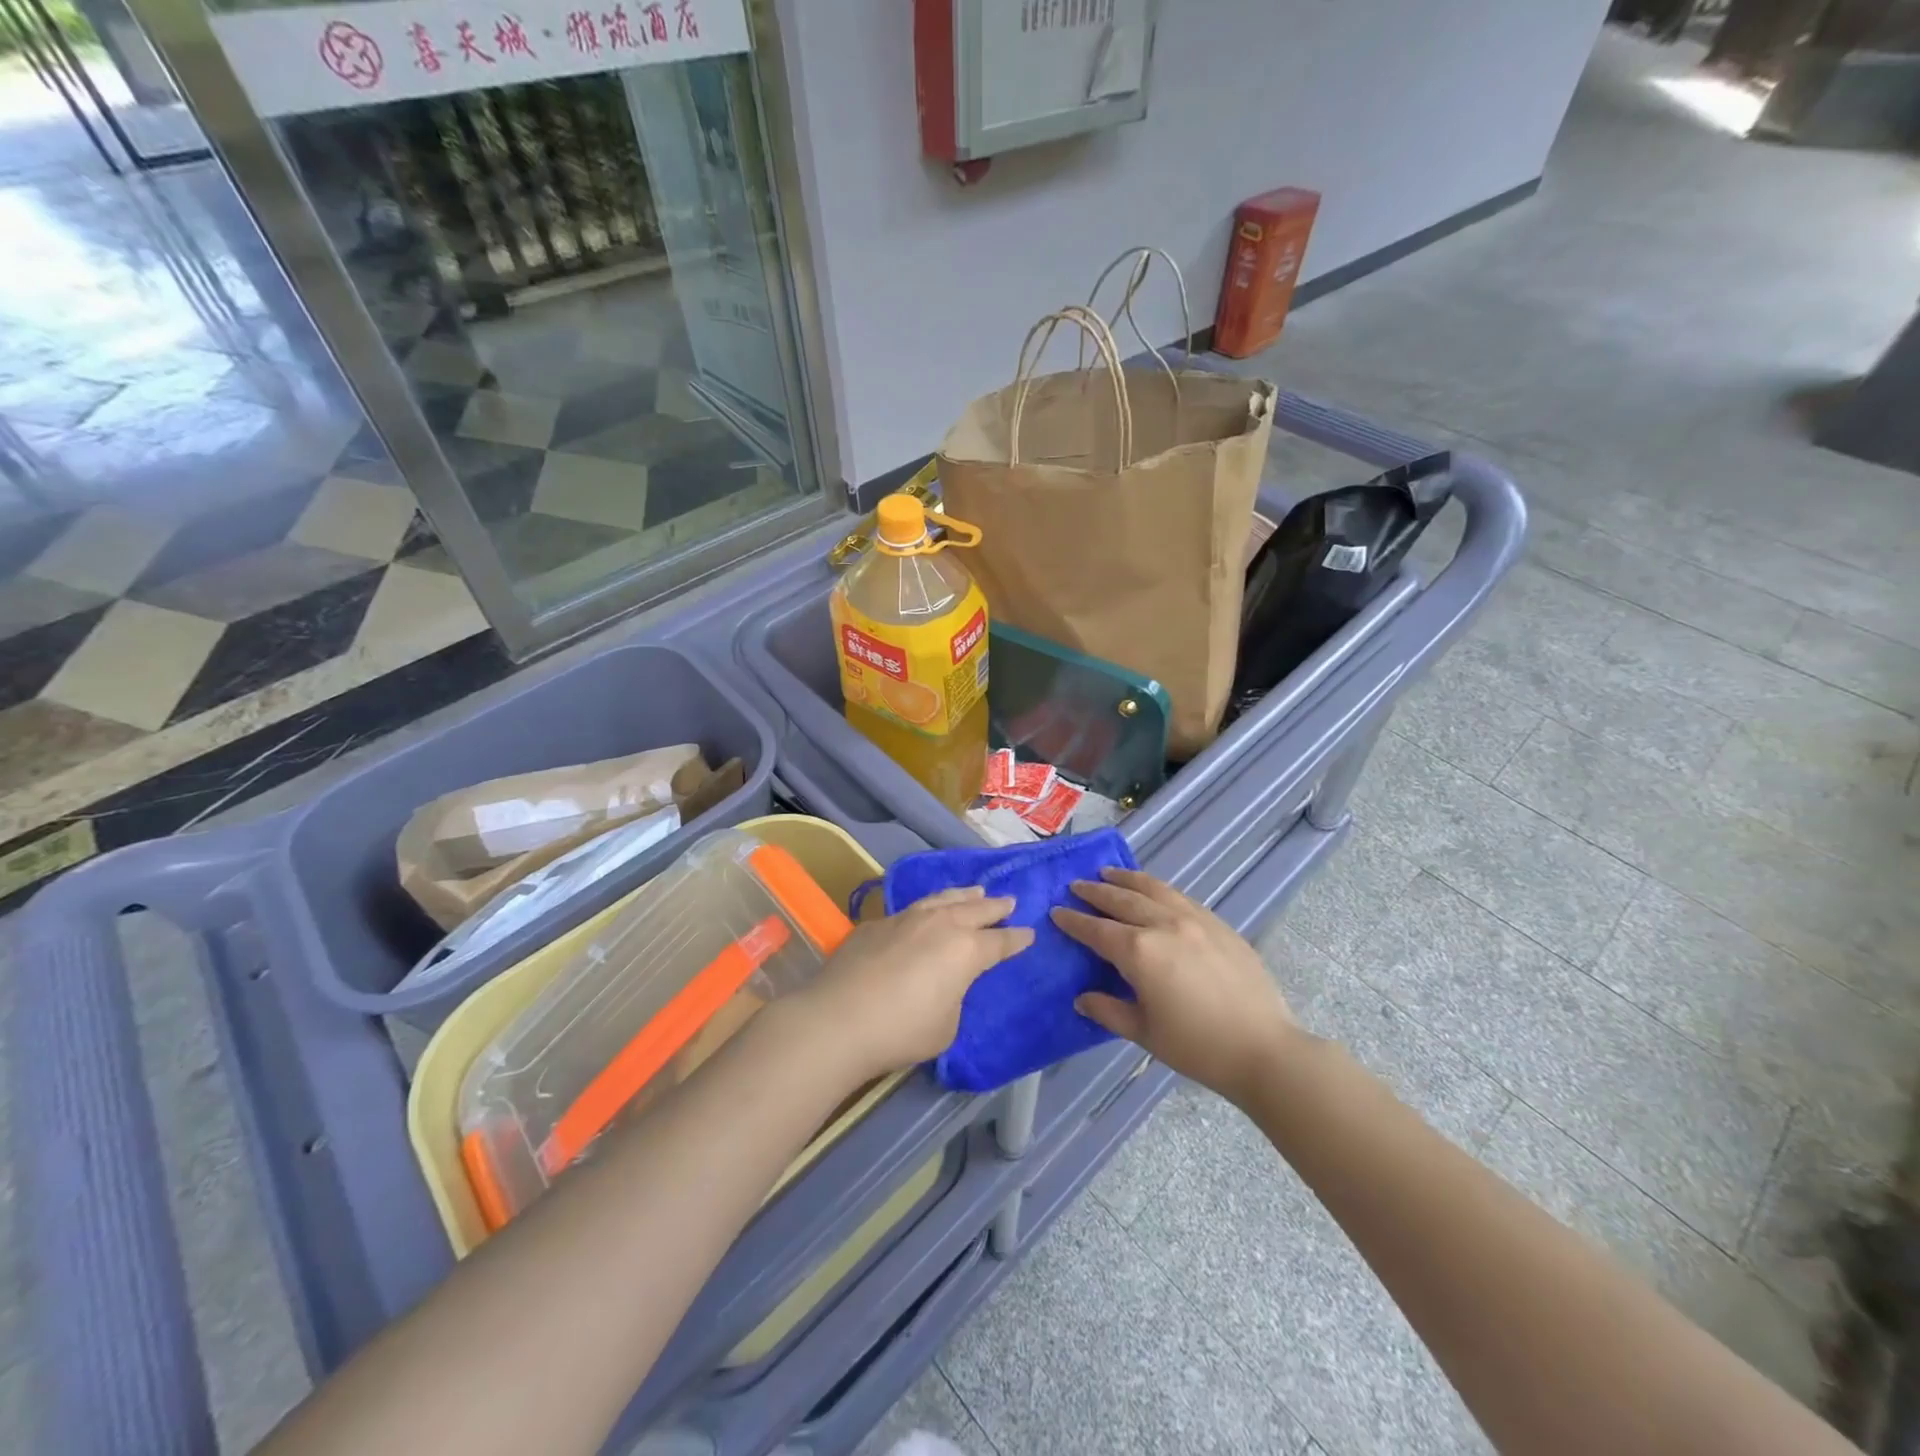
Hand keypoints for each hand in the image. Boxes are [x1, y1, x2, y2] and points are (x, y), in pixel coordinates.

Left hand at [789, 887, 1032, 1081]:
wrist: (839, 1018)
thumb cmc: (902, 1030)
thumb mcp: (946, 1026)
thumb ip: (954, 999)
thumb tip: (944, 985)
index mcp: (965, 950)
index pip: (1000, 943)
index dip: (1016, 939)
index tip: (1029, 933)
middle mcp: (940, 925)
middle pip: (975, 909)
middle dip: (995, 907)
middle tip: (1009, 902)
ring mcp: (905, 919)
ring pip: (942, 899)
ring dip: (963, 895)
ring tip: (974, 891)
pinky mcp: (876, 923)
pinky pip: (911, 909)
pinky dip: (927, 908)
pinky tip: (924, 912)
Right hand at [1052, 868, 1300, 1102]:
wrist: (1264, 1048)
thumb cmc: (1198, 1047)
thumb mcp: (1144, 1033)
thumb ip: (1108, 1010)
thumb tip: (1083, 998)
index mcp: (1140, 952)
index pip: (1097, 930)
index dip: (1074, 921)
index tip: (1056, 911)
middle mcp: (1163, 925)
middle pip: (1122, 900)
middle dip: (1095, 892)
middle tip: (1076, 885)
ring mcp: (1194, 919)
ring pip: (1153, 889)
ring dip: (1126, 880)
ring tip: (1108, 874)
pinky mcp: (1218, 924)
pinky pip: (1180, 896)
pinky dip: (1157, 888)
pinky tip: (1152, 891)